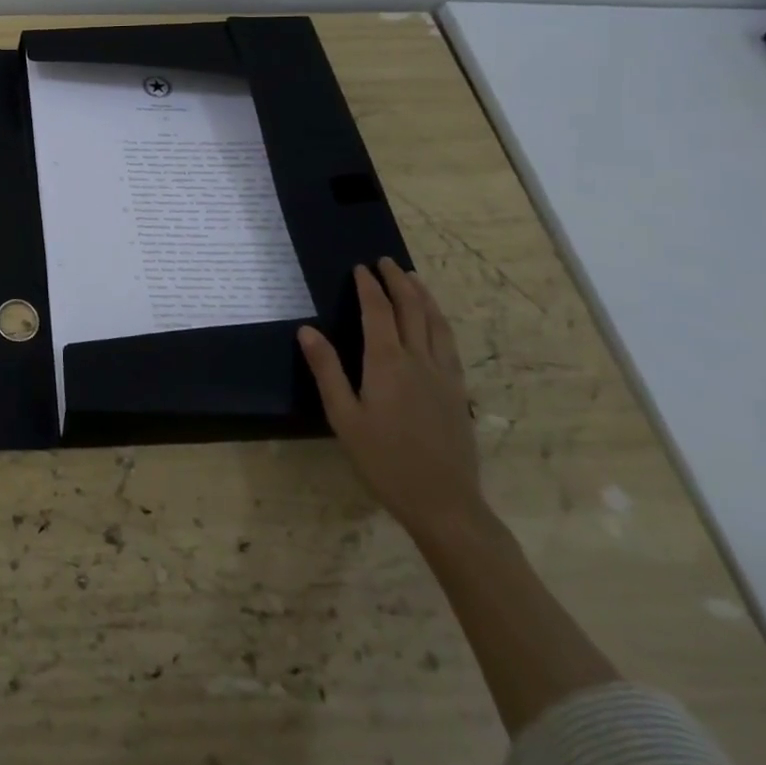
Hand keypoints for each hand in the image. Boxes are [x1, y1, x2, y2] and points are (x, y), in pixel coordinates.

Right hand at [299, 259, 483, 543]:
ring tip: (413, 279)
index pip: (379, 312)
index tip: (360, 267)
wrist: (444, 503)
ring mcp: (444, 376)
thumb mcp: (344, 417)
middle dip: (398, 281)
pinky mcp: (458, 392)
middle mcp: (420, 360)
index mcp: (388, 363)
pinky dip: (440, 321)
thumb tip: (307, 330)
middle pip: (412, 309)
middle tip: (386, 262)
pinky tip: (435, 323)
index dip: (369, 286)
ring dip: (424, 296)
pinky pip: (450, 344)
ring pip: (437, 323)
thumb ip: (327, 370)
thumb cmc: (384, 461)